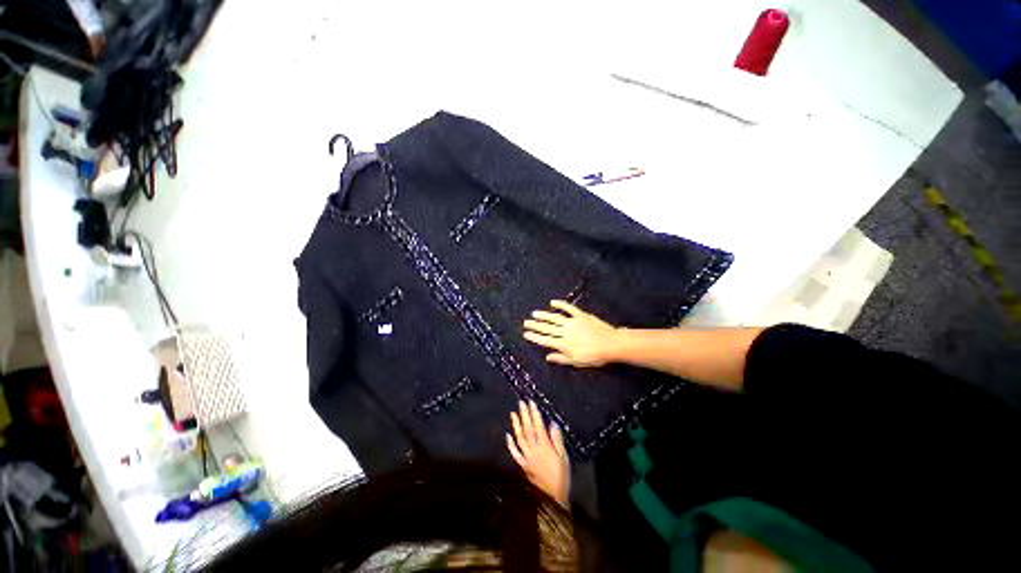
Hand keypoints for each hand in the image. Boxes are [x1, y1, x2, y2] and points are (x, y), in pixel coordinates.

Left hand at [506, 401, 569, 506]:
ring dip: (516, 425)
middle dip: (524, 415)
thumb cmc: (561, 476)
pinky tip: (508, 436)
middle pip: (527, 429)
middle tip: (521, 403)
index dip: (534, 413)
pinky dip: (511, 444)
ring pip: (520, 438)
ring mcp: (527, 457)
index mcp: (545, 446)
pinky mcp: (523, 465)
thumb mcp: (564, 457)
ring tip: (513, 414)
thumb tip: (552, 424)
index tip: (531, 403)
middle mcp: (534, 449)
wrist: (553, 497)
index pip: (538, 425)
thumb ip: (557, 440)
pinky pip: (515, 453)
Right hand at [523, 300, 619, 366]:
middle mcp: (565, 332)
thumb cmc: (595, 356)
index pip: (545, 340)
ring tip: (534, 313)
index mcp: (564, 344)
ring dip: (543, 315)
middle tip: (526, 322)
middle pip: (547, 328)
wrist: (611, 344)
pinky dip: (560, 304)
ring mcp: (572, 322)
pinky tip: (552, 302)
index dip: (535, 337)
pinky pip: (569, 308)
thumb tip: (547, 357)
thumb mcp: (577, 362)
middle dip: (535, 325)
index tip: (526, 334)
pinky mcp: (581, 315)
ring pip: (554, 317)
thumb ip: (561, 359)